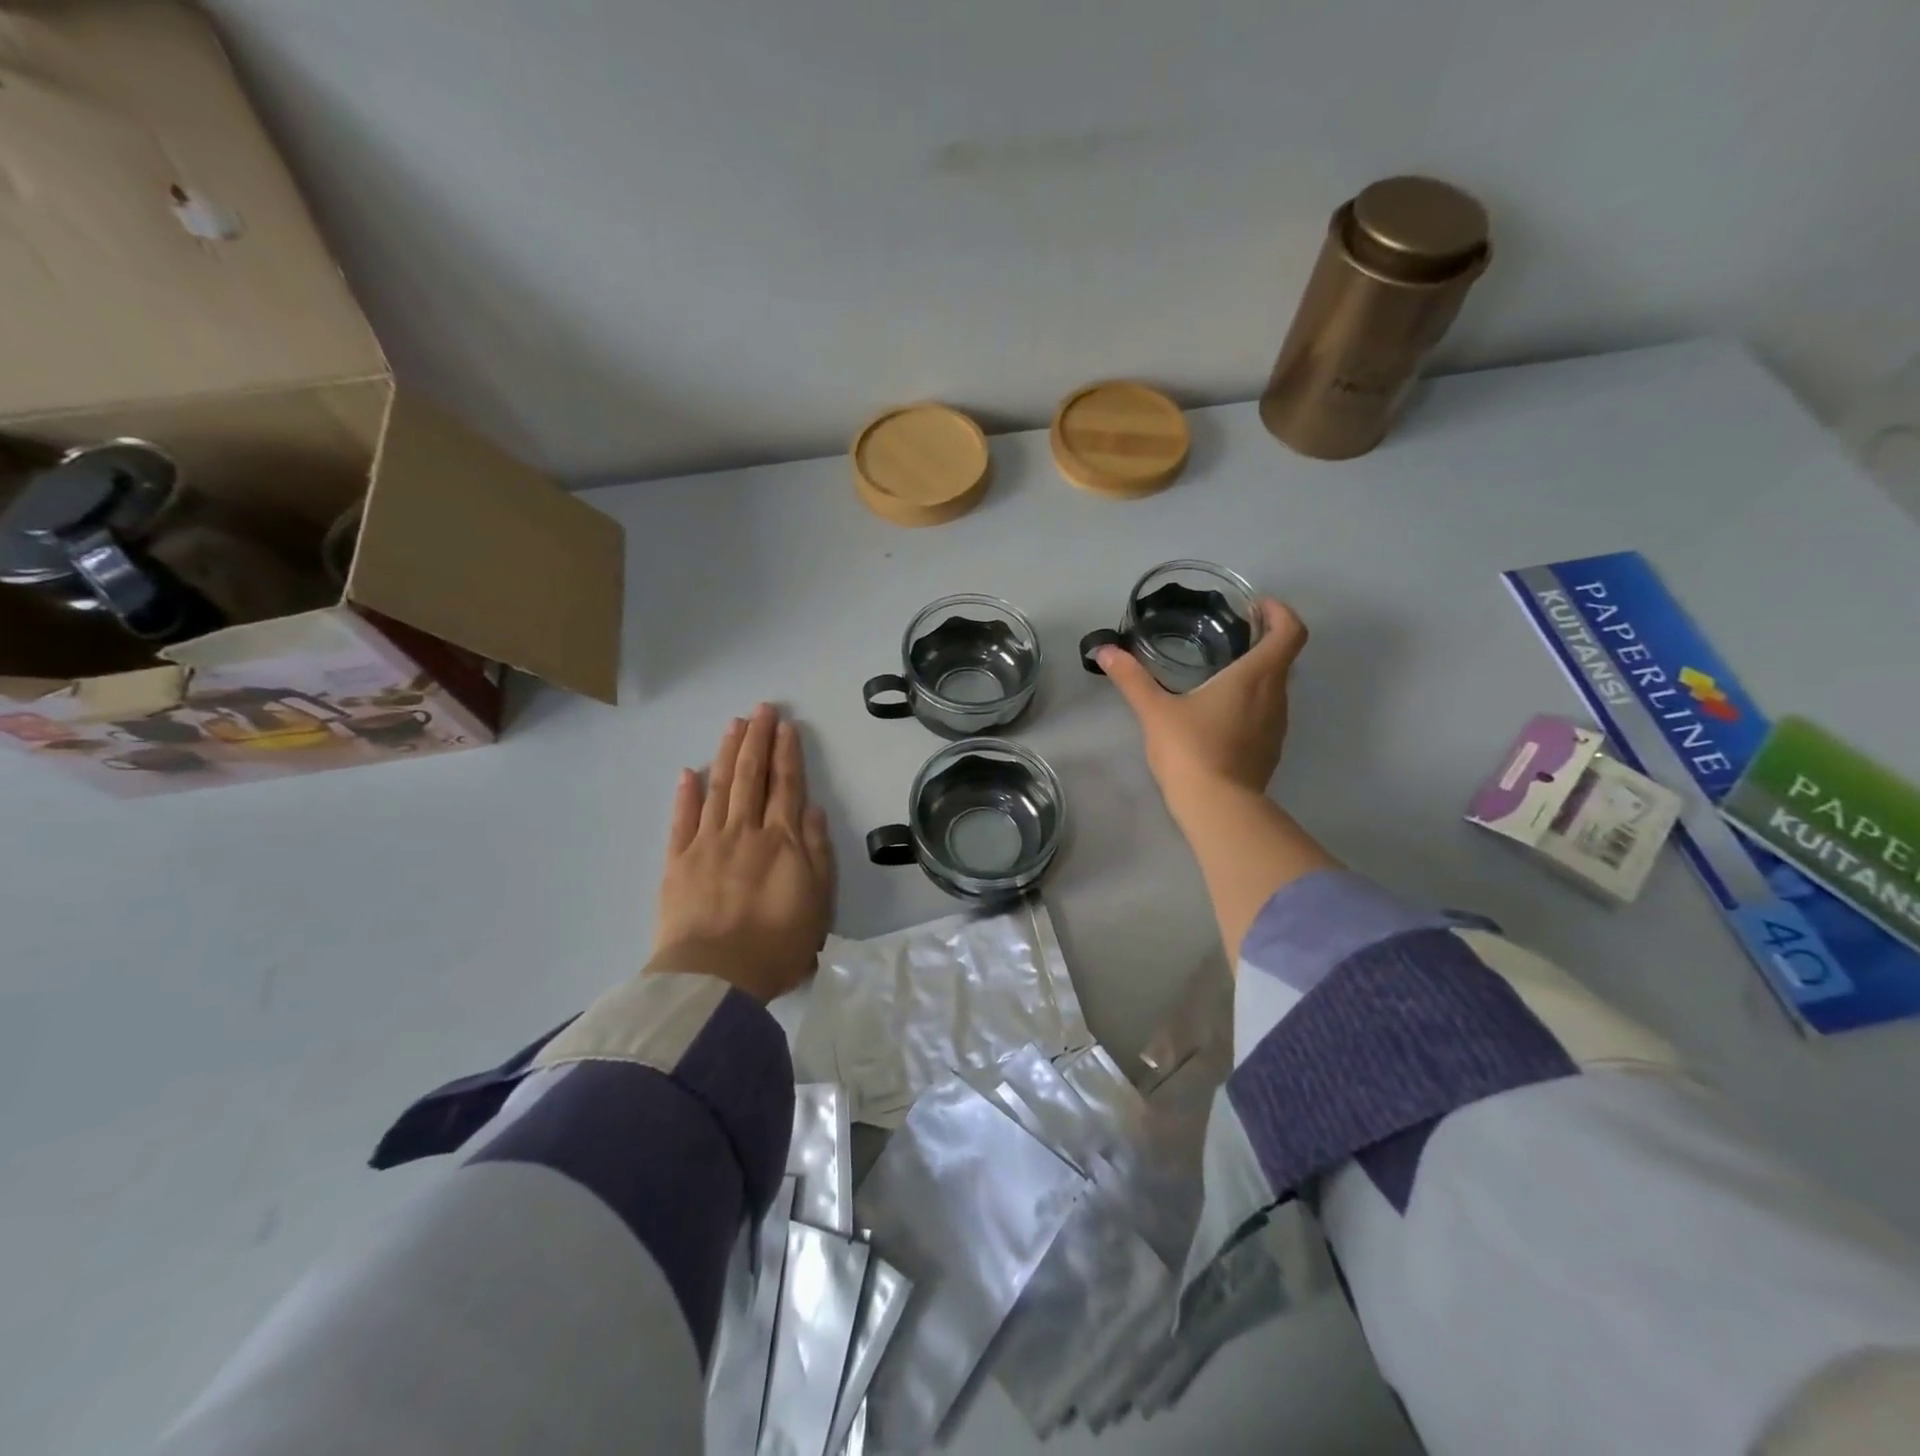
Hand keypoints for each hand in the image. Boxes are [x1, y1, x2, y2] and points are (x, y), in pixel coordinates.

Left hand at [648, 703, 836, 1002]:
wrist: (715, 977)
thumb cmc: (777, 945)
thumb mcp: (818, 903)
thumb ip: (816, 852)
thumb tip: (810, 810)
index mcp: (782, 840)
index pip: (786, 785)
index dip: (787, 752)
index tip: (786, 724)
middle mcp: (745, 831)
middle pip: (752, 776)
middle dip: (758, 739)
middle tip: (761, 709)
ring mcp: (707, 843)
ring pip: (720, 787)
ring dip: (728, 753)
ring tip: (734, 725)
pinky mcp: (677, 862)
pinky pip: (682, 819)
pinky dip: (687, 793)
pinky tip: (691, 771)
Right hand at [1096, 599, 1332, 961]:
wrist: (1217, 808)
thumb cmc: (1190, 750)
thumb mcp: (1155, 711)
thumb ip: (1132, 678)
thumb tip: (1104, 650)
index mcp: (1256, 676)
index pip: (1290, 630)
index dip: (1279, 612)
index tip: (1255, 607)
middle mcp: (1276, 696)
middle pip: (1283, 656)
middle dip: (1261, 640)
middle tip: (1227, 635)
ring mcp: (1277, 726)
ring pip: (1276, 687)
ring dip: (1256, 673)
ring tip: (1219, 673)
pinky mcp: (1269, 750)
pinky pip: (1267, 713)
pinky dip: (1251, 702)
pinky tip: (1219, 714)